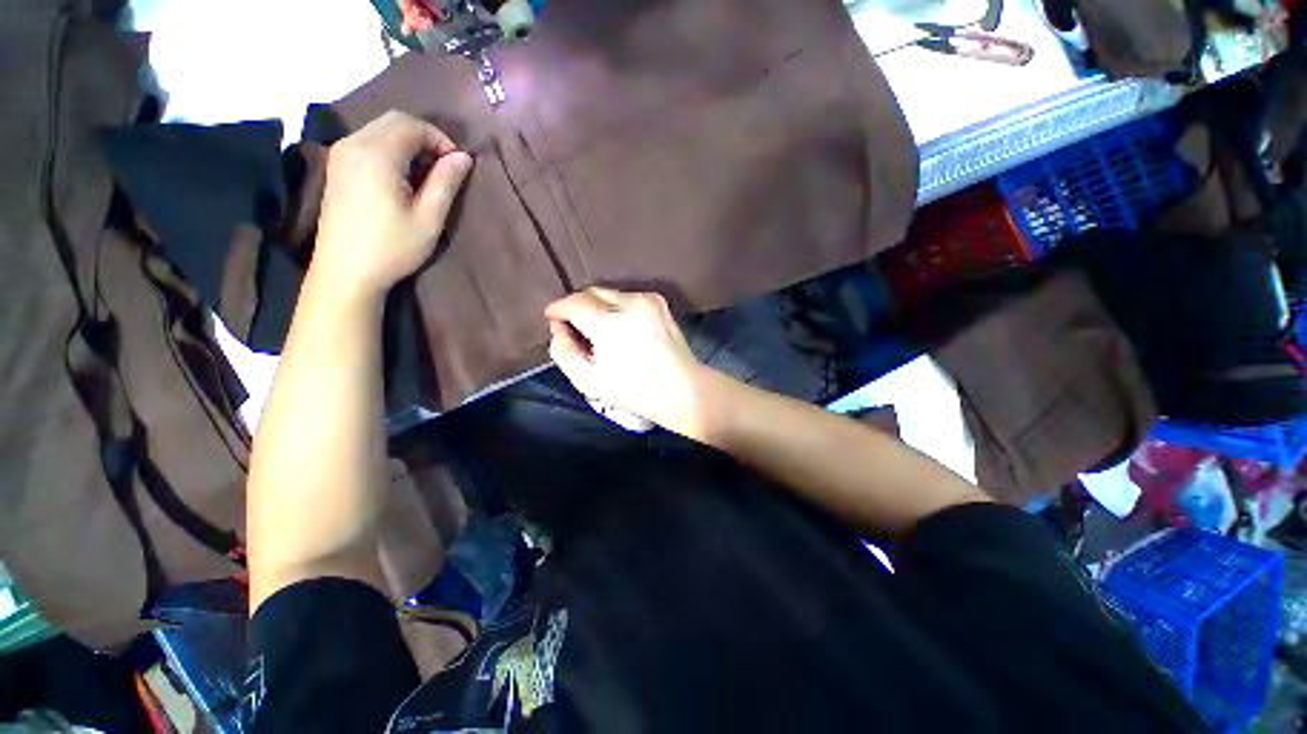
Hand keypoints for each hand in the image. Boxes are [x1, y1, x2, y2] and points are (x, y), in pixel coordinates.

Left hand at [312, 111, 473, 299]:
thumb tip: (464, 157)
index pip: (412, 125)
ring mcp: (340, 153)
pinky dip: (390, 149)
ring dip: (407, 143)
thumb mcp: (429, 219)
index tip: (457, 165)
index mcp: (377, 154)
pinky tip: (401, 177)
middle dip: (424, 137)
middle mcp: (353, 143)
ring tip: (426, 174)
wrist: (346, 271)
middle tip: (444, 168)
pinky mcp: (336, 166)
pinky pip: (367, 141)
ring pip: (379, 129)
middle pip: (393, 120)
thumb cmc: (392, 248)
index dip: (440, 139)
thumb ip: (446, 183)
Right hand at [545, 287, 715, 439]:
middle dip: (577, 306)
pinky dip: (618, 308)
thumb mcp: (587, 380)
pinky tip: (623, 328)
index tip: (552, 318)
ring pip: (609, 294)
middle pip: (591, 292)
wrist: (682, 388)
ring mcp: (647, 299)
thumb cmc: (633, 390)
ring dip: (598, 307)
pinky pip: (627, 297)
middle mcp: (629, 302)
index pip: (573, 302)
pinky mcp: (659, 301)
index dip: (558, 309)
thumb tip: (559, 328)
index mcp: (610, 323)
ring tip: (601, 332)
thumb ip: (563, 351)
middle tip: (576, 329)